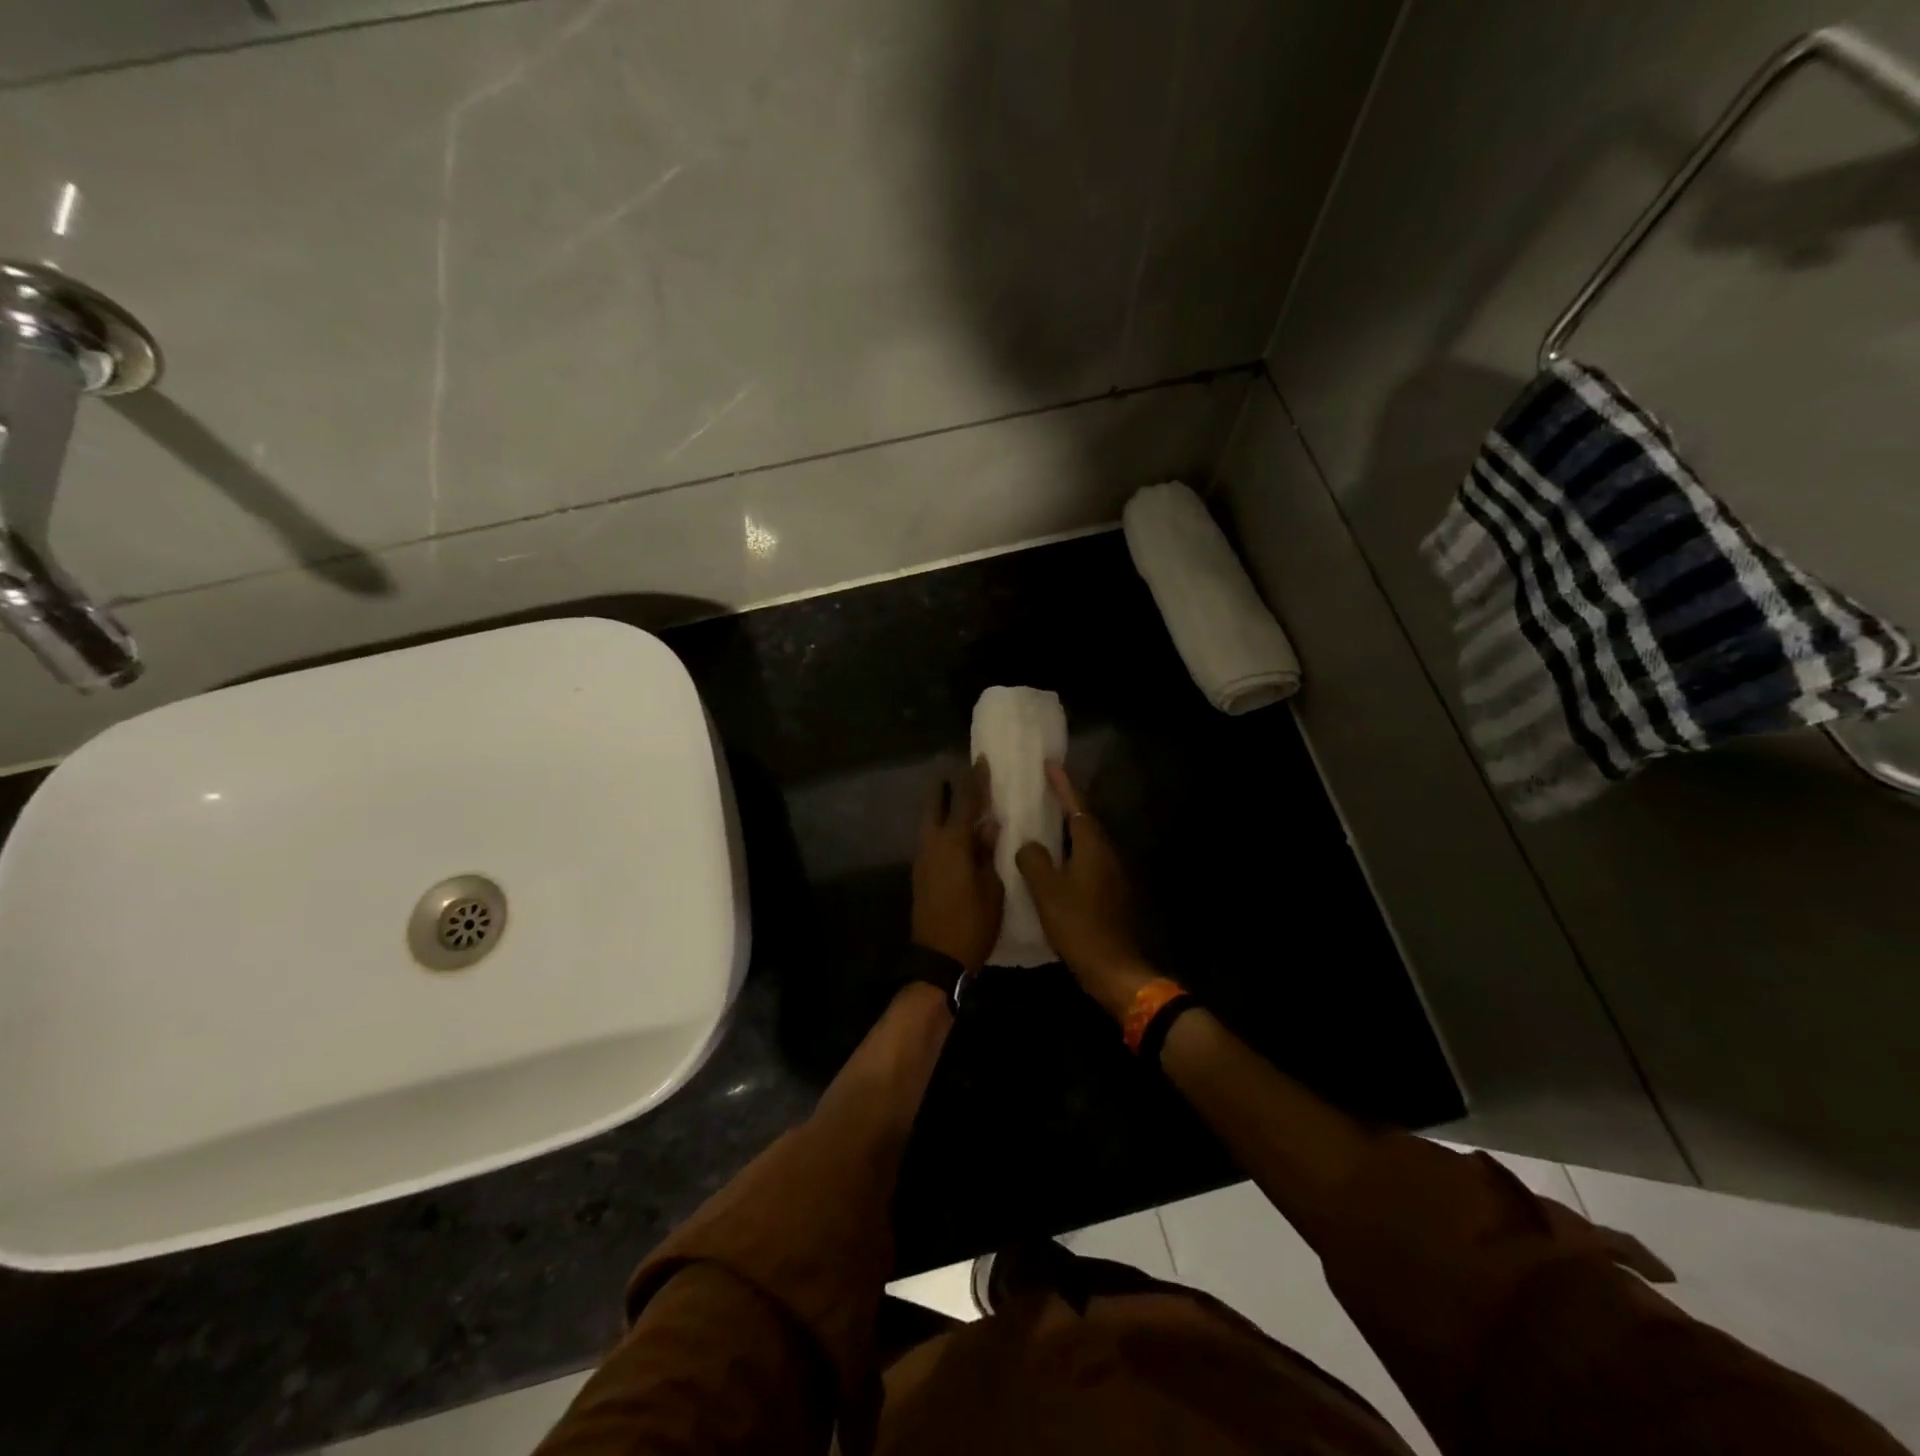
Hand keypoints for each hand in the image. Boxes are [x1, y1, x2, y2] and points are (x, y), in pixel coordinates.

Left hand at [910, 761, 1004, 972]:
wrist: (938, 959)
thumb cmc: (973, 923)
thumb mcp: (992, 887)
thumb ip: (988, 852)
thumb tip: (988, 826)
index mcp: (954, 843)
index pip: (966, 802)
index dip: (975, 780)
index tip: (981, 761)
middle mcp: (932, 844)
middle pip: (936, 805)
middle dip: (946, 788)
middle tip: (960, 776)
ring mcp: (922, 859)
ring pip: (929, 823)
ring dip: (942, 809)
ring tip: (960, 801)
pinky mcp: (920, 874)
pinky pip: (930, 839)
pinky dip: (941, 828)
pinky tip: (956, 833)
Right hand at [1014, 763, 1156, 1020]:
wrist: (1116, 969)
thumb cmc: (1080, 926)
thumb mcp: (1047, 892)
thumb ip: (1034, 860)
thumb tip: (1029, 844)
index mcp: (1093, 847)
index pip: (1077, 806)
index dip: (1062, 785)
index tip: (1049, 764)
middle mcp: (1107, 854)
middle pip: (1085, 821)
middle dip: (1066, 803)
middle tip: (1044, 790)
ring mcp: (1112, 875)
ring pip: (1087, 842)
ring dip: (1068, 829)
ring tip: (1044, 821)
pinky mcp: (1111, 893)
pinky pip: (1088, 861)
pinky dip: (1070, 852)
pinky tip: (1055, 861)